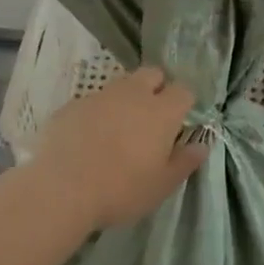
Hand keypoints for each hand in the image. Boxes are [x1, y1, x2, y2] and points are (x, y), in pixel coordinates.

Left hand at [32, 67, 208, 229]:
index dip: (184, 103)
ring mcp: (100, 96)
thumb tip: (201, 145)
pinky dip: (97, 113)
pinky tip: (88, 138)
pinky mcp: (73, 105)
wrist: (61, 188)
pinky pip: (93, 101)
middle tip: (152, 118)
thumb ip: (185, 162)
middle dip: (157, 88)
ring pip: (121, 85)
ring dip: (126, 99)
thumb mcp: (161, 185)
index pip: (183, 90)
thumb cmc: (121, 190)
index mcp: (161, 111)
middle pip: (152, 74)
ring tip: (119, 129)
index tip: (180, 121)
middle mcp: (133, 94)